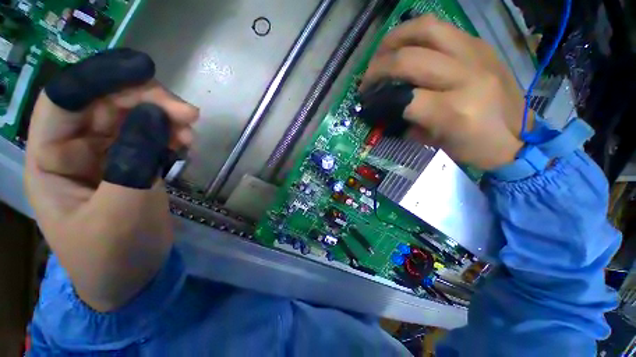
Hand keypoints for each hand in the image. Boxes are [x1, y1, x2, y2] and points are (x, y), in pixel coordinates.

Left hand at [24, 49, 198, 310]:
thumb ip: (132, 162)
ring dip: (166, 119)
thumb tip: (155, 115)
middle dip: (148, 101)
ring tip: (191, 134)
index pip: (64, 99)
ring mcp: (107, 155)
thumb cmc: (113, 255)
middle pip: (107, 103)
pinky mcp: (134, 163)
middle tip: (189, 114)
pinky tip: (187, 145)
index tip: (146, 70)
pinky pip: (152, 136)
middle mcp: (75, 149)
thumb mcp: (120, 212)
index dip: (100, 77)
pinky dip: (172, 135)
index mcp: (51, 160)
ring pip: (135, 117)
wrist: (133, 277)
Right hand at [361, 15, 526, 169]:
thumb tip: (386, 108)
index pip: (403, 97)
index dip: (378, 98)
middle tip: (367, 78)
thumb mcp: (436, 143)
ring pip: (425, 29)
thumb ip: (409, 122)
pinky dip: (416, 35)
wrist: (520, 136)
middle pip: (408, 58)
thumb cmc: (476, 147)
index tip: (367, 101)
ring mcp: (477, 54)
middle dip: (378, 67)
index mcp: (454, 110)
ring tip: (382, 54)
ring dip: (394, 39)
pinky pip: (442, 29)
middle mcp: (466, 76)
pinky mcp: (481, 45)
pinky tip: (407, 48)